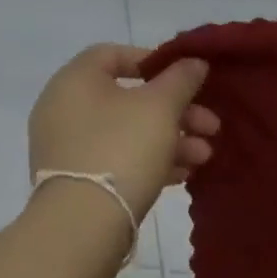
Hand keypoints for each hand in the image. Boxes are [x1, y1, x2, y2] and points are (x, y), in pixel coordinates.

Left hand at [28, 46, 218, 218]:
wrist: (84, 223)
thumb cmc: (122, 148)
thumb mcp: (161, 107)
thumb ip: (181, 78)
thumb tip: (194, 61)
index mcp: (75, 81)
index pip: (113, 54)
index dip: (154, 61)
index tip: (186, 78)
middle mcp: (65, 109)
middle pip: (130, 98)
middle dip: (178, 110)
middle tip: (211, 126)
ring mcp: (69, 147)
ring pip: (130, 132)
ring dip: (173, 139)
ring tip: (204, 156)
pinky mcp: (79, 179)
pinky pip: (121, 158)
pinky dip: (152, 160)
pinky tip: (184, 174)